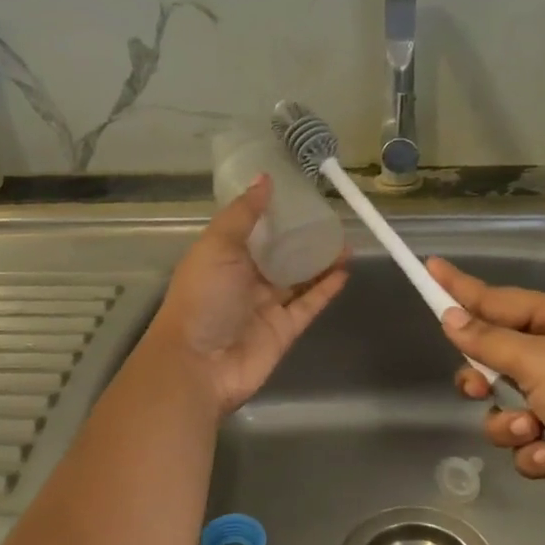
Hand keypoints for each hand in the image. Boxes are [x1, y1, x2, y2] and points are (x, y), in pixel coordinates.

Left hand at [145, 177, 347, 415]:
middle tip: (330, 216)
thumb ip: (244, 214)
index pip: (251, 229)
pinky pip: (309, 304)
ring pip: (298, 279)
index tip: (298, 192)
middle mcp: (244, 280)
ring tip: (345, 239)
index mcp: (223, 257)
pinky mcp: (285, 330)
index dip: (272, 212)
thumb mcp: (218, 246)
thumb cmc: (203, 298)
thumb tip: (264, 178)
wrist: (199, 365)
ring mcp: (266, 307)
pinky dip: (326, 289)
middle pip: (278, 255)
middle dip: (300, 237)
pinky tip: (346, 269)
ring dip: (320, 261)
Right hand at [428, 258, 544, 528]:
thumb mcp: (539, 362)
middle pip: (498, 359)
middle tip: (477, 389)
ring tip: (531, 432)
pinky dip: (534, 450)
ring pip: (509, 405)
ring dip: (511, 423)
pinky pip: (529, 438)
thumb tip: (450, 317)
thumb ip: (489, 342)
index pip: (498, 299)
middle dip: (485, 380)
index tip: (429, 268)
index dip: (460, 288)